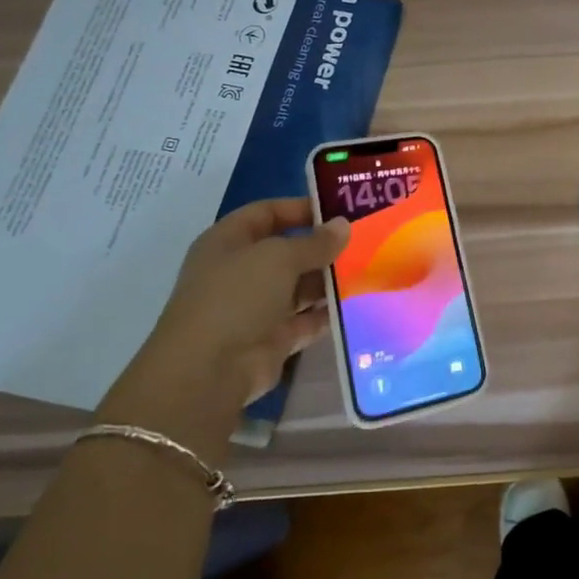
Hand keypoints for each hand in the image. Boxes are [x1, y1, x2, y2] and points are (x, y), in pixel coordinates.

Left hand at [97, 199, 348, 450]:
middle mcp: (240, 272)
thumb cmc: (237, 297)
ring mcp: (255, 307)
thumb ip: (315, 242)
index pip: (266, 213)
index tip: (340, 210)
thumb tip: (344, 226)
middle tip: (365, 241)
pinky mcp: (272, 338)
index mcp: (228, 242)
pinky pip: (307, 320)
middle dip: (322, 247)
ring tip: (369, 270)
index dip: (300, 208)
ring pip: (299, 286)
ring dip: (329, 280)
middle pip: (287, 251)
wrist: (209, 371)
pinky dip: (328, 313)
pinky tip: (358, 303)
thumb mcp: (279, 257)